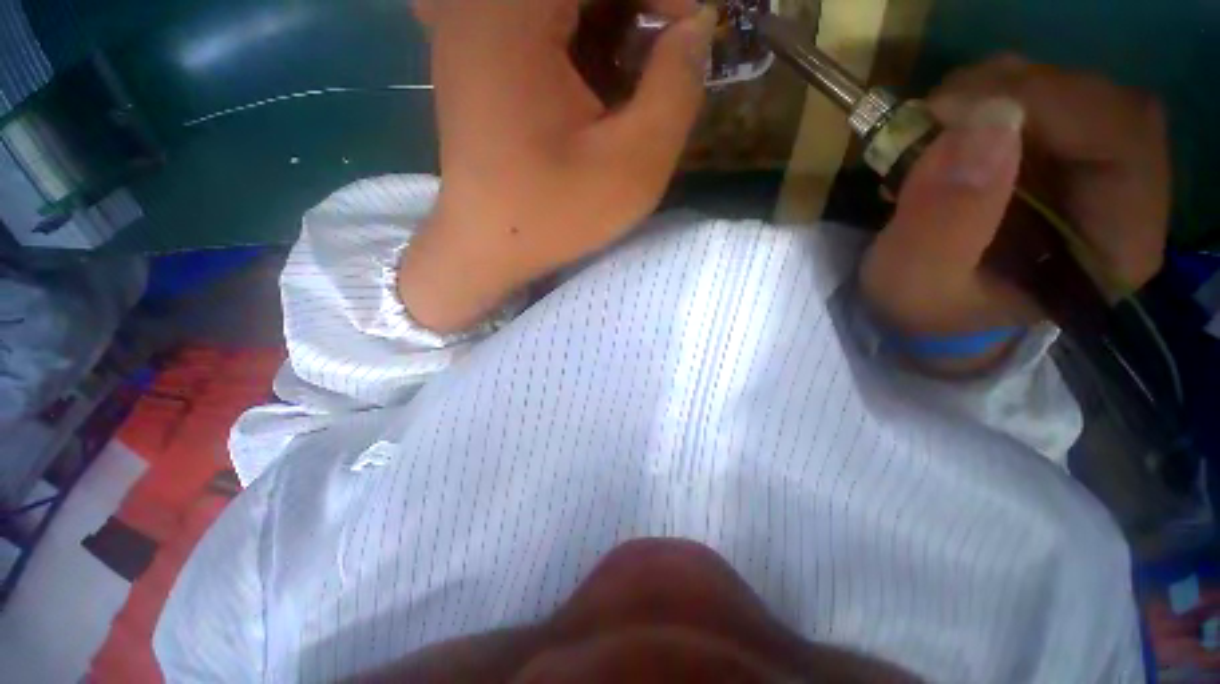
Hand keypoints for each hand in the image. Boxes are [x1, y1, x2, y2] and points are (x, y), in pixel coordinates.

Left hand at [401, 0, 717, 331]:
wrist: (488, 249)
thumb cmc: (555, 215)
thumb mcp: (634, 163)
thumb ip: (677, 86)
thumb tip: (695, 28)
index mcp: (512, 11)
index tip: (690, 31)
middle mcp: (476, 2)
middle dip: (632, 8)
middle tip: (661, 54)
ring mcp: (466, 24)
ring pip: (558, 4)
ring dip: (604, 24)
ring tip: (628, 75)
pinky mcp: (470, 53)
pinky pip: (532, 20)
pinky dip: (573, 38)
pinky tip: (589, 80)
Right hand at [860, 56, 1170, 372]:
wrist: (930, 311)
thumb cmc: (929, 310)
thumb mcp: (916, 283)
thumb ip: (942, 223)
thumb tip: (984, 123)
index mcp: (1115, 247)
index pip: (1124, 138)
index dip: (1049, 104)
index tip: (954, 111)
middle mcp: (1125, 199)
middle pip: (1101, 103)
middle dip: (1014, 93)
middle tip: (935, 114)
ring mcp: (1094, 169)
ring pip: (1068, 91)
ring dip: (992, 94)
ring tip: (931, 132)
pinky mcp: (1059, 154)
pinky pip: (1038, 99)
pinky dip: (984, 101)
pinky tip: (943, 134)